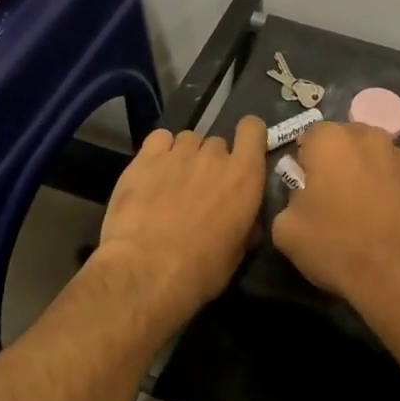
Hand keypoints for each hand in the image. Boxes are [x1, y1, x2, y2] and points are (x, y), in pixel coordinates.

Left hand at [93, 117, 266, 333]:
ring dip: (185, 157)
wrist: (147, 270)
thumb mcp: (237, 253)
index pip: (253, 130)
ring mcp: (179, 152)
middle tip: (200, 189)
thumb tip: (246, 221)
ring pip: (188, 140)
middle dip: (212, 162)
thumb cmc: (200, 270)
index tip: (243, 153)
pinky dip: (159, 151)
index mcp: (245, 177)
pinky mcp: (146, 157)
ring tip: (171, 183)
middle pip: (217, 144)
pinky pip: (159, 139)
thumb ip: (245, 225)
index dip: (248, 137)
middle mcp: (215, 156)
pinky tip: (152, 171)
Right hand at [271, 122, 399, 330]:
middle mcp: (372, 138)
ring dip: (373, 177)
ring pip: (382, 160)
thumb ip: (289, 200)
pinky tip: (398, 225)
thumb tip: (303, 196)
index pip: (311, 136)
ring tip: (372, 216)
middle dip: (342, 162)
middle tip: (338, 199)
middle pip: (350, 141)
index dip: (307, 162)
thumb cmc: (338, 248)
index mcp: (331, 141)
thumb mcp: (286, 230)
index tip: (308, 189)